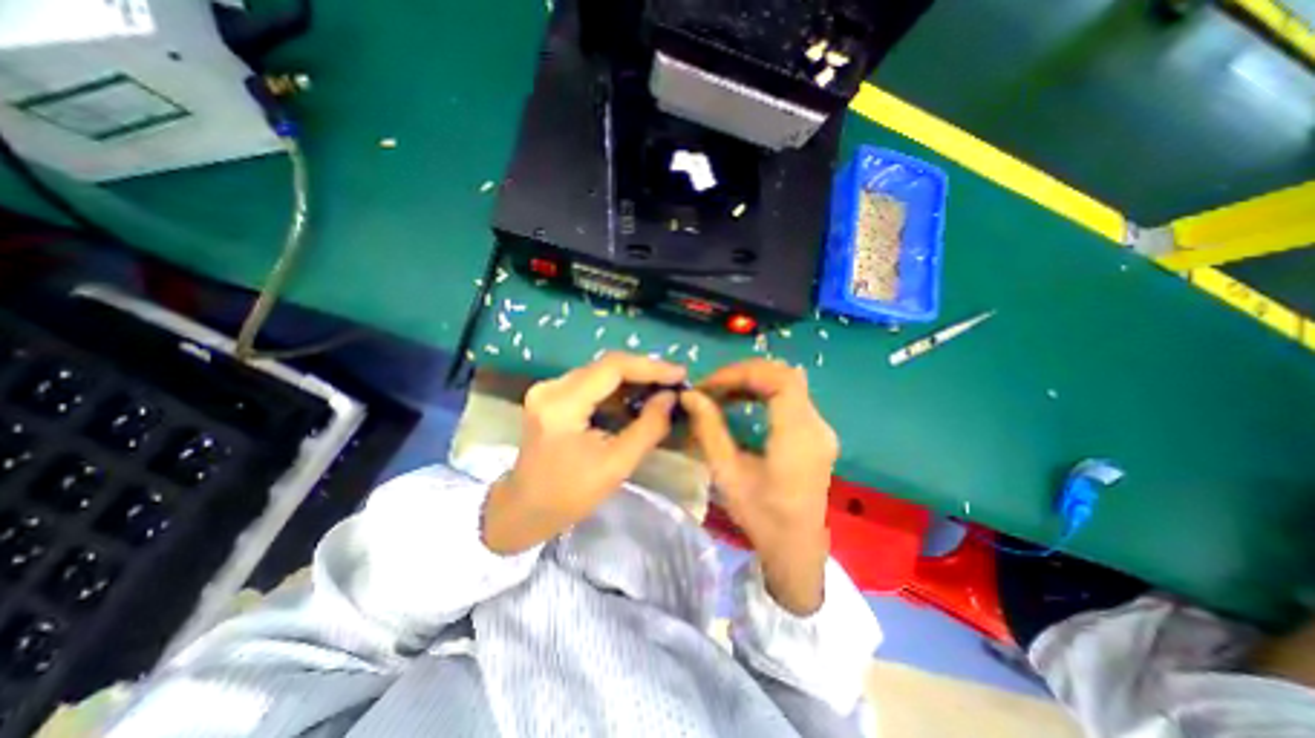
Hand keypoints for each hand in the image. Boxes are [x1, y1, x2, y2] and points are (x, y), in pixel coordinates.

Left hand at [481, 352, 688, 551]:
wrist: (524, 508)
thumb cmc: (569, 495)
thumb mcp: (617, 465)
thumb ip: (648, 428)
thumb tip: (670, 397)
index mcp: (562, 405)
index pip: (612, 367)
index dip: (650, 367)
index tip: (680, 374)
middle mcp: (552, 387)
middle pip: (606, 365)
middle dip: (644, 371)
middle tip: (674, 381)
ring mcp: (549, 388)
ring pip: (600, 371)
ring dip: (632, 379)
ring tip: (662, 388)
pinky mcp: (552, 395)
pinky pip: (592, 382)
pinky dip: (617, 388)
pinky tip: (637, 397)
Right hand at [684, 361, 837, 612]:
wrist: (797, 549)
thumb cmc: (762, 517)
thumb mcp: (728, 475)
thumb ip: (709, 430)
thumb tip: (690, 396)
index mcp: (799, 438)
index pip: (780, 381)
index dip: (743, 373)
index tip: (711, 384)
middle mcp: (817, 427)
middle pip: (785, 376)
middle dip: (744, 374)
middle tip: (712, 387)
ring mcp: (821, 428)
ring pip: (789, 383)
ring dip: (753, 380)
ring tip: (721, 392)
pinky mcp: (816, 433)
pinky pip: (791, 397)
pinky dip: (763, 391)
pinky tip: (741, 402)